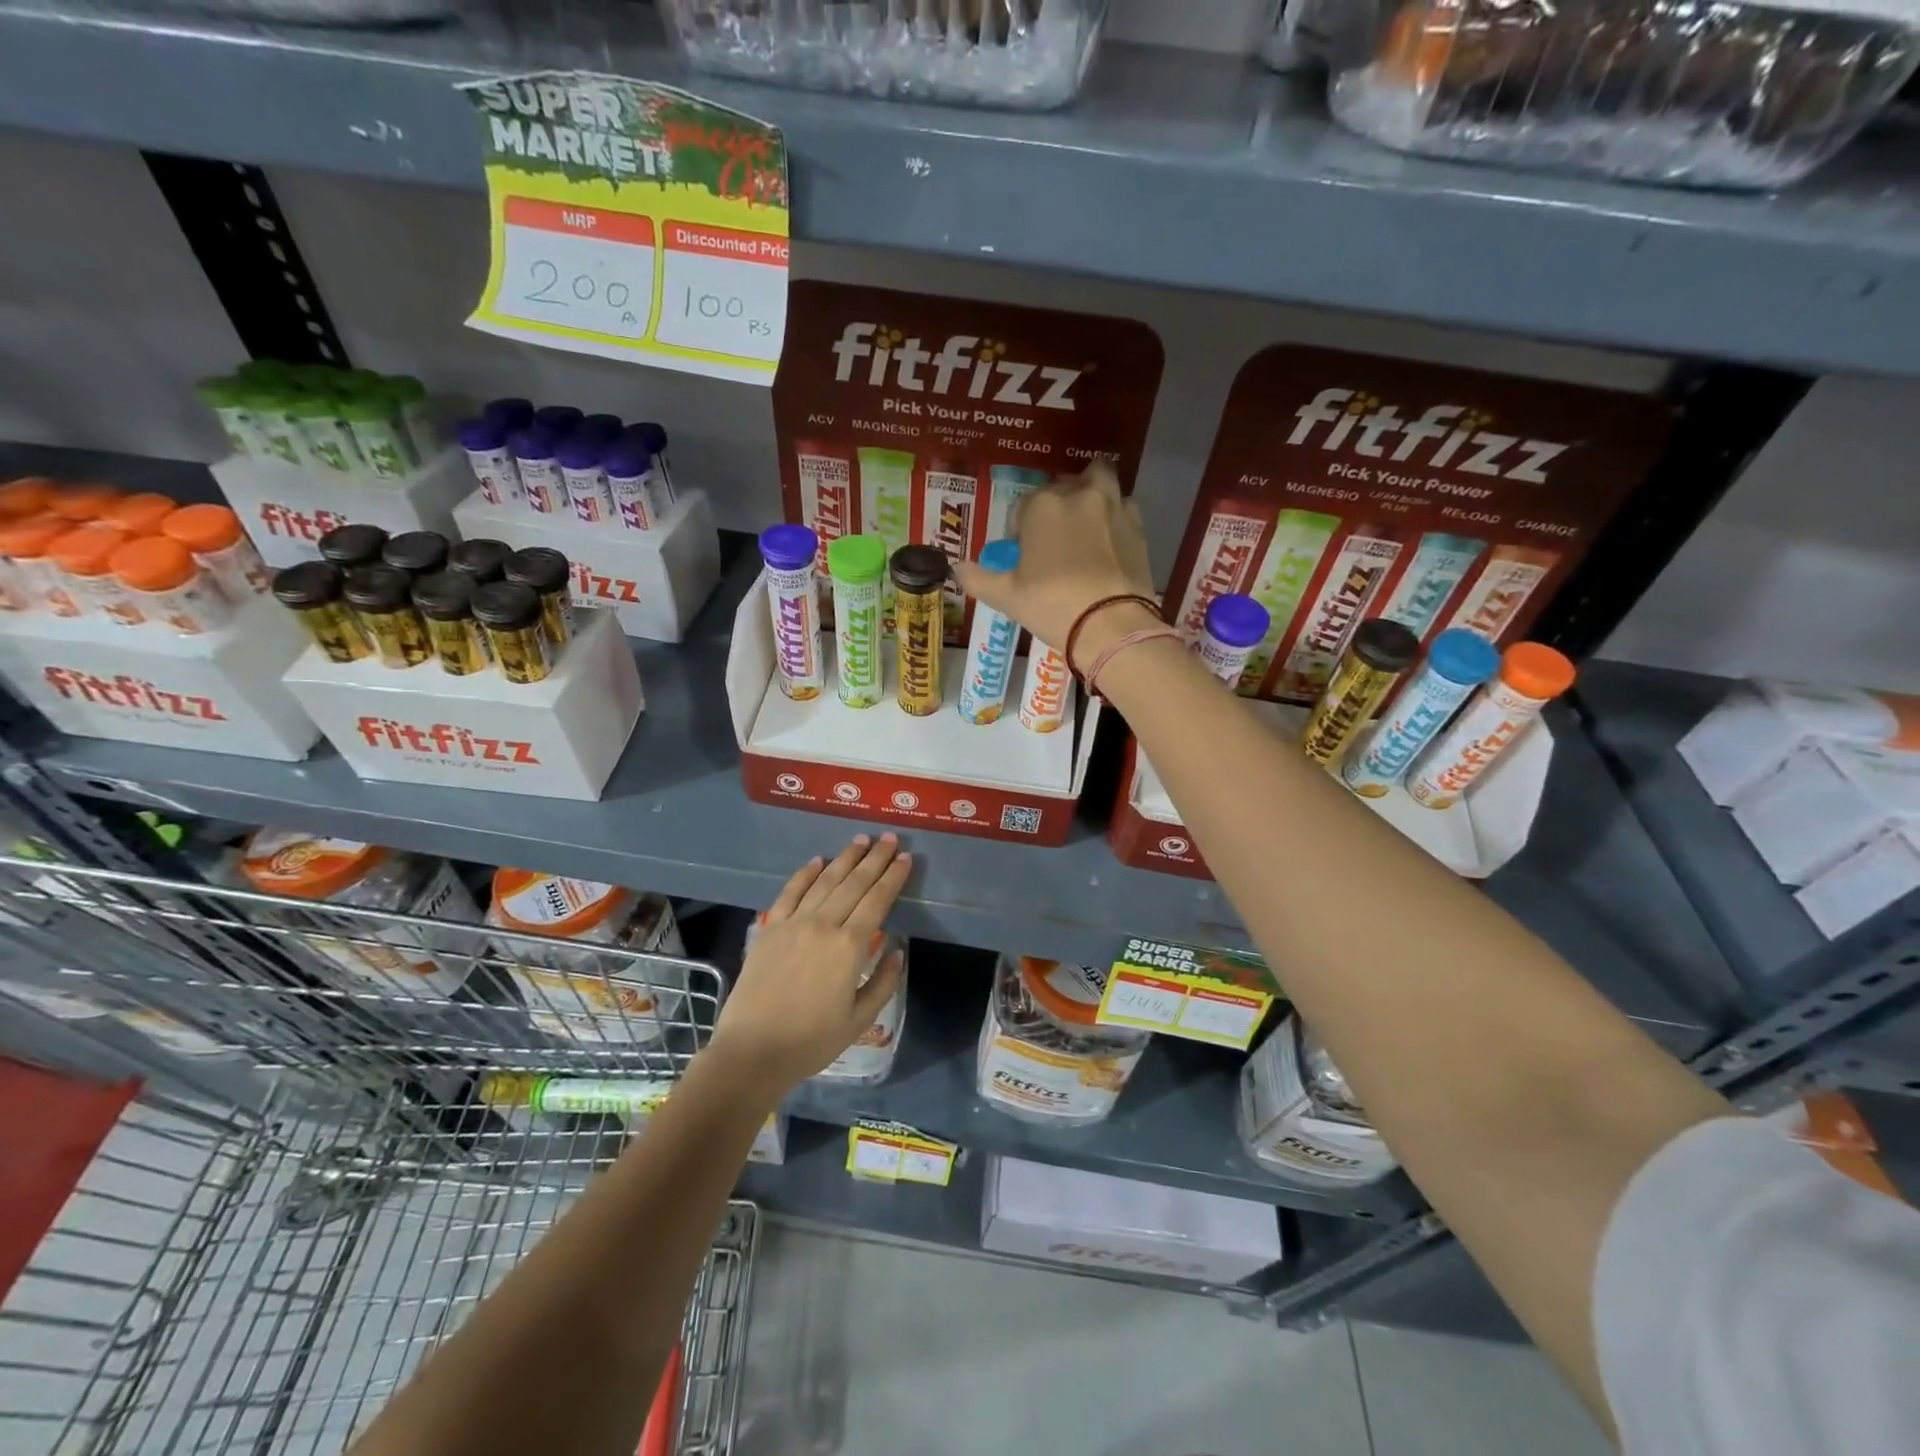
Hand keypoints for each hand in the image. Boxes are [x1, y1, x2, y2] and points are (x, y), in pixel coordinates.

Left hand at [710, 834, 909, 1093]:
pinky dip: (806, 874)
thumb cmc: (811, 1041)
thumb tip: (897, 949)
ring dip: (845, 858)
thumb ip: (884, 982)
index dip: (893, 878)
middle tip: (890, 838)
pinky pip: (791, 892)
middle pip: (854, 883)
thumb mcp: (859, 1020)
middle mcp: (824, 925)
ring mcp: (794, 923)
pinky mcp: (770, 928)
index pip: (877, 901)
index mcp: (850, 947)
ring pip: (825, 881)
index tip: (906, 858)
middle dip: (875, 859)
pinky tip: (818, 861)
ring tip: (861, 840)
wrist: (753, 1051)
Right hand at [953, 461, 1153, 664]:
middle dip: (1057, 503)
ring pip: (1099, 480)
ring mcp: (1112, 506)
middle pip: (1063, 486)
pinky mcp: (1138, 524)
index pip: (1023, 507)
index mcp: (1041, 506)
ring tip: (1085, 524)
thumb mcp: (1007, 596)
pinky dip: (1114, 514)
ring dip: (1090, 492)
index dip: (1020, 529)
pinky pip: (1123, 505)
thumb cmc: (1052, 605)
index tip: (1023, 554)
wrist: (1110, 624)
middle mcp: (1077, 494)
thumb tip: (956, 568)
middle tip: (1054, 537)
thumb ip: (978, 578)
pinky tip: (1109, 540)